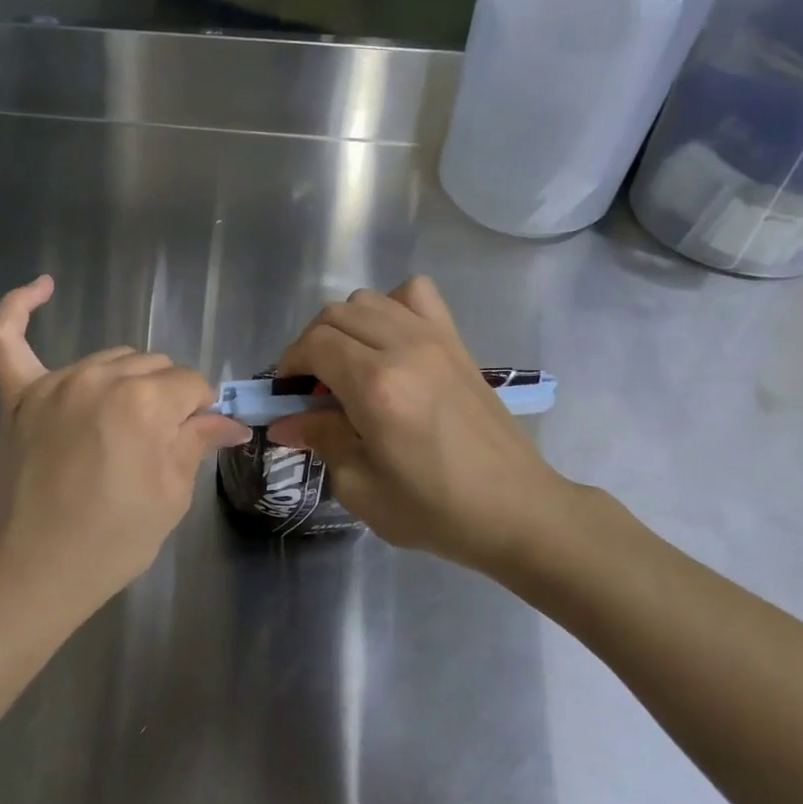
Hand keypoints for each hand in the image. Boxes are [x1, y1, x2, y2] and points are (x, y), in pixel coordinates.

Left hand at [0, 276, 250, 628]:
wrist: (29, 574)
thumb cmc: (110, 543)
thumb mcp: (170, 498)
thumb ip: (197, 442)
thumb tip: (231, 421)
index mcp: (144, 402)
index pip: (192, 384)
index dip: (200, 413)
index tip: (195, 442)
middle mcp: (100, 377)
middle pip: (153, 366)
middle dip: (167, 398)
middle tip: (159, 445)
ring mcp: (53, 382)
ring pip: (110, 358)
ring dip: (127, 381)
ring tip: (124, 426)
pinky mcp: (17, 395)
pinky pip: (6, 338)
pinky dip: (20, 308)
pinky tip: (43, 285)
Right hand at [267, 276, 583, 576]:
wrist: (517, 509)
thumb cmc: (435, 509)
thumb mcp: (362, 487)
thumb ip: (320, 440)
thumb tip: (285, 421)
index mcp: (376, 386)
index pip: (314, 345)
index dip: (290, 364)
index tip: (287, 395)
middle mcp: (403, 348)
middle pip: (335, 315)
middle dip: (311, 345)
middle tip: (313, 387)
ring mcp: (434, 338)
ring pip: (368, 299)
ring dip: (345, 325)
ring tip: (348, 364)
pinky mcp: (456, 341)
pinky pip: (416, 294)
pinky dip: (391, 306)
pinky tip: (390, 341)